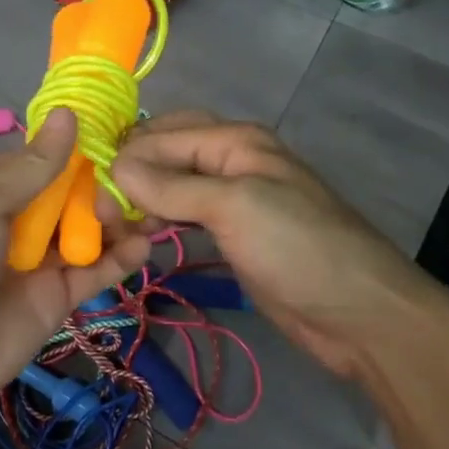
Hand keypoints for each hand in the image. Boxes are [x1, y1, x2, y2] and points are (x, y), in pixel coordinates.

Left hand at [0, 110, 150, 428]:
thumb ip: (32, 166)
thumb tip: (68, 113)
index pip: (46, 159)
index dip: (82, 149)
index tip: (124, 137)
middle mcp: (19, 219)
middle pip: (73, 195)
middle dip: (105, 187)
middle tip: (131, 190)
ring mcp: (39, 261)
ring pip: (89, 232)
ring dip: (117, 221)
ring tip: (148, 214)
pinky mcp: (56, 300)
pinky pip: (94, 273)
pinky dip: (119, 259)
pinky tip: (141, 246)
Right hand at [109, 113, 440, 378]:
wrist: (360, 313)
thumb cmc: (297, 247)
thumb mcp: (233, 206)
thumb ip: (171, 185)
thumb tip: (114, 168)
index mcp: (234, 140)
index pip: (162, 135)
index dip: (124, 158)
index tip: (87, 194)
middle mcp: (231, 160)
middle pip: (166, 153)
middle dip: (130, 173)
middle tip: (96, 208)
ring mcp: (234, 199)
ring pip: (173, 185)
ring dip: (141, 199)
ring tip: (111, 226)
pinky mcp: (234, 234)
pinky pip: (185, 216)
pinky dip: (160, 221)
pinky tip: (140, 236)